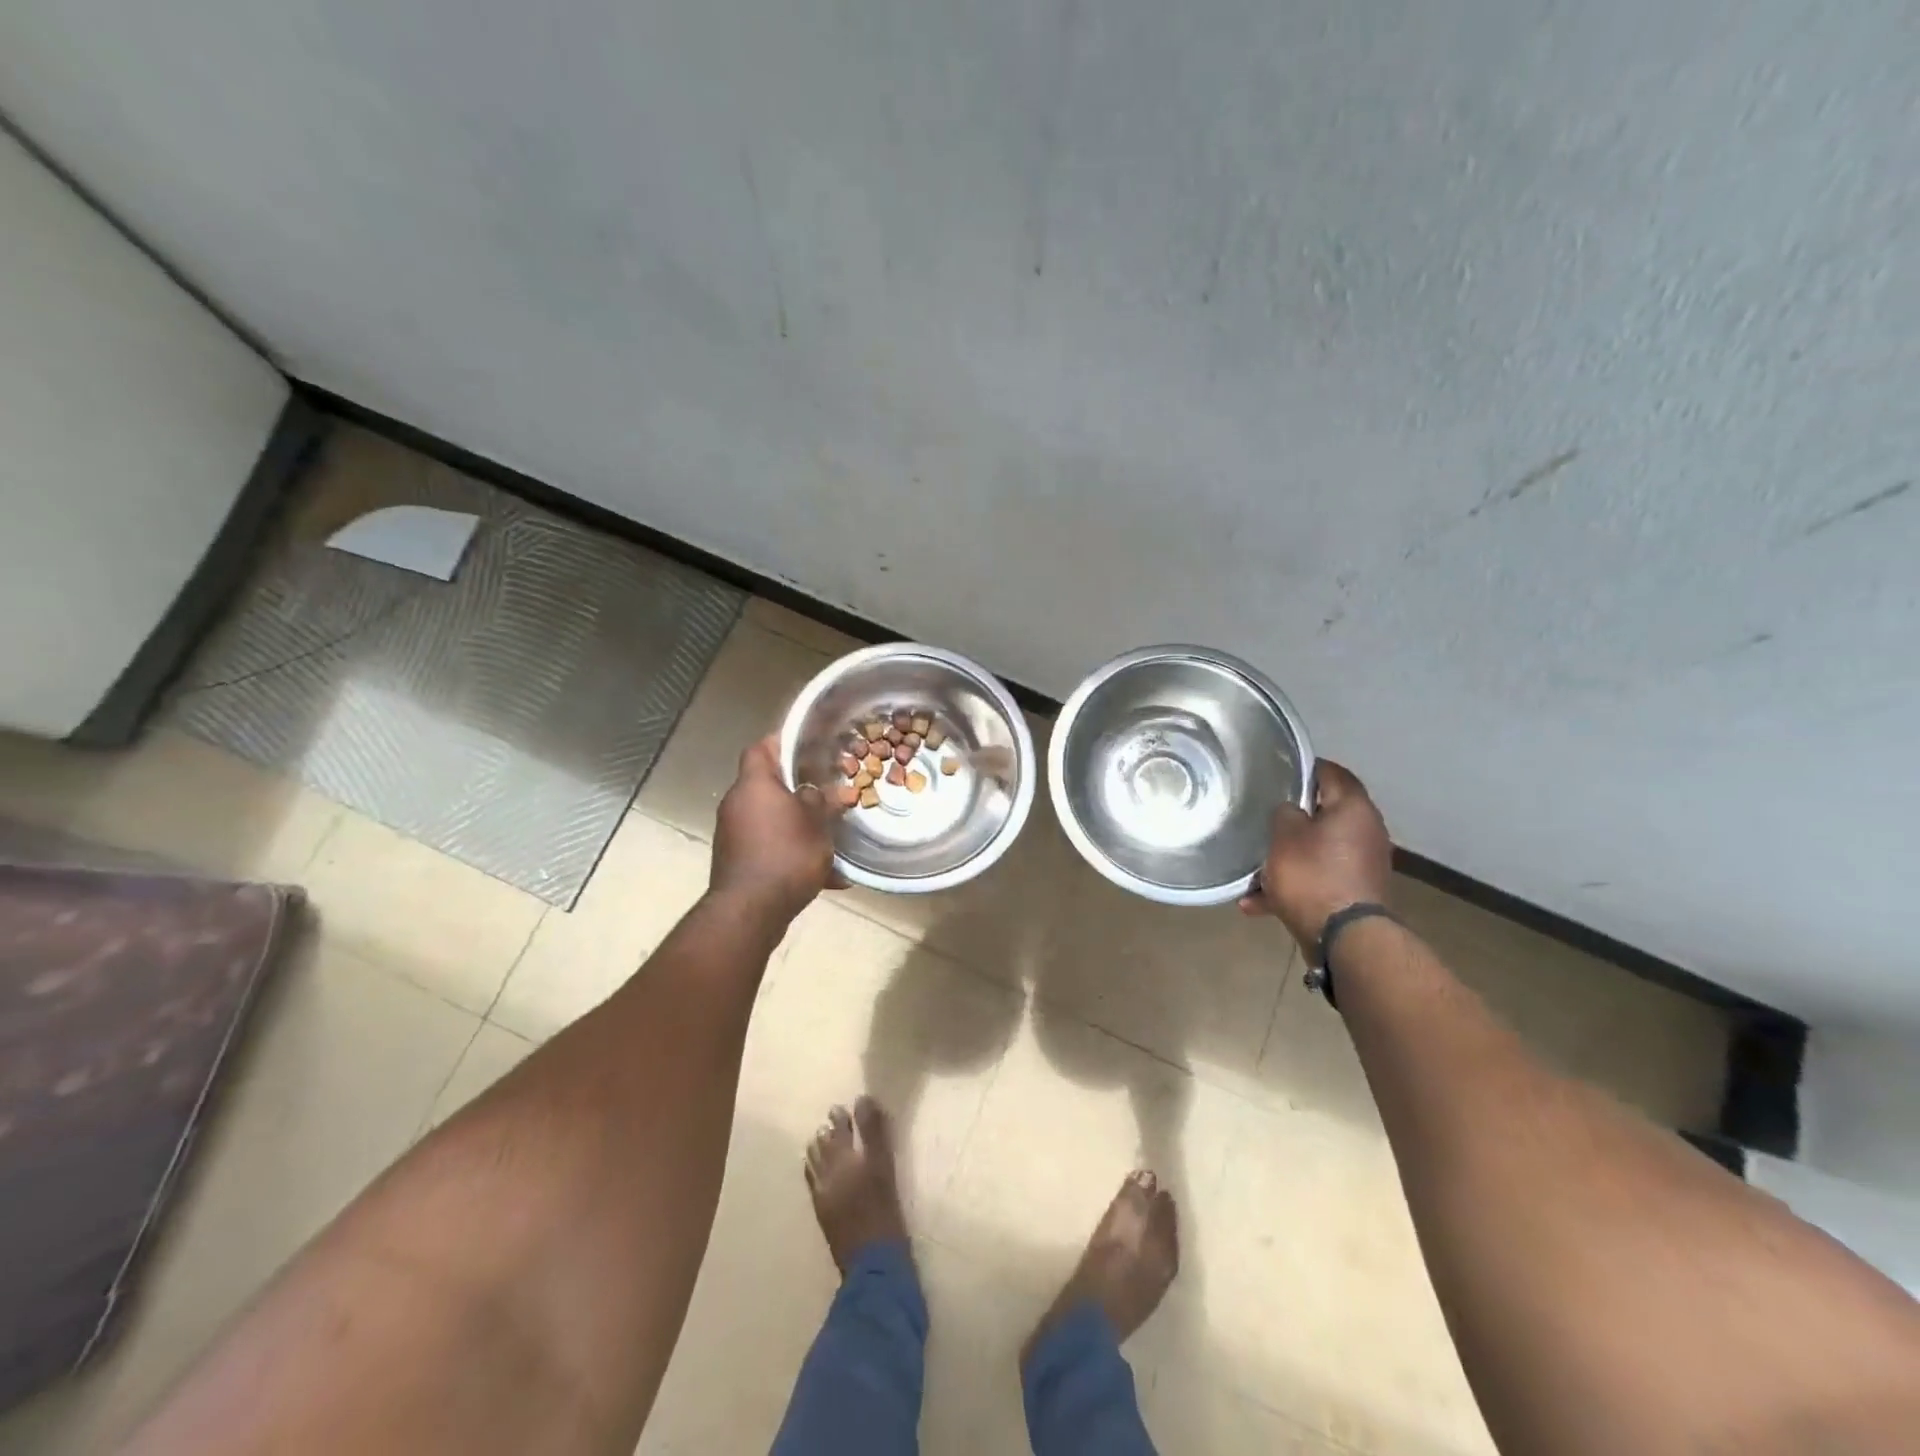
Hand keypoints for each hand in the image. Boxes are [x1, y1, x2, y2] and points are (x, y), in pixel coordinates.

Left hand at [709, 736, 840, 923]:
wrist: (750, 911)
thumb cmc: (785, 855)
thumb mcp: (816, 824)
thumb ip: (823, 802)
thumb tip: (833, 792)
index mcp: (754, 785)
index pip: (760, 749)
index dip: (781, 742)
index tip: (807, 744)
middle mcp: (737, 804)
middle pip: (767, 784)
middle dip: (798, 788)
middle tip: (828, 791)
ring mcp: (733, 834)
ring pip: (771, 818)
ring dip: (797, 823)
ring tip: (829, 835)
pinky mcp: (737, 861)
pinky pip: (769, 847)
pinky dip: (791, 852)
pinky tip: (826, 875)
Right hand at [1239, 760, 1392, 955]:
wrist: (1345, 938)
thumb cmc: (1312, 875)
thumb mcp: (1284, 835)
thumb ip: (1285, 813)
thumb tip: (1291, 810)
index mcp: (1354, 808)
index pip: (1331, 772)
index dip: (1304, 768)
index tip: (1277, 771)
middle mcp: (1366, 831)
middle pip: (1325, 814)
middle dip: (1292, 819)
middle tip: (1262, 817)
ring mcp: (1363, 864)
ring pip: (1317, 850)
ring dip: (1287, 857)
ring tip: (1254, 870)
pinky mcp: (1355, 892)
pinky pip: (1318, 879)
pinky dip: (1292, 885)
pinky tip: (1257, 902)